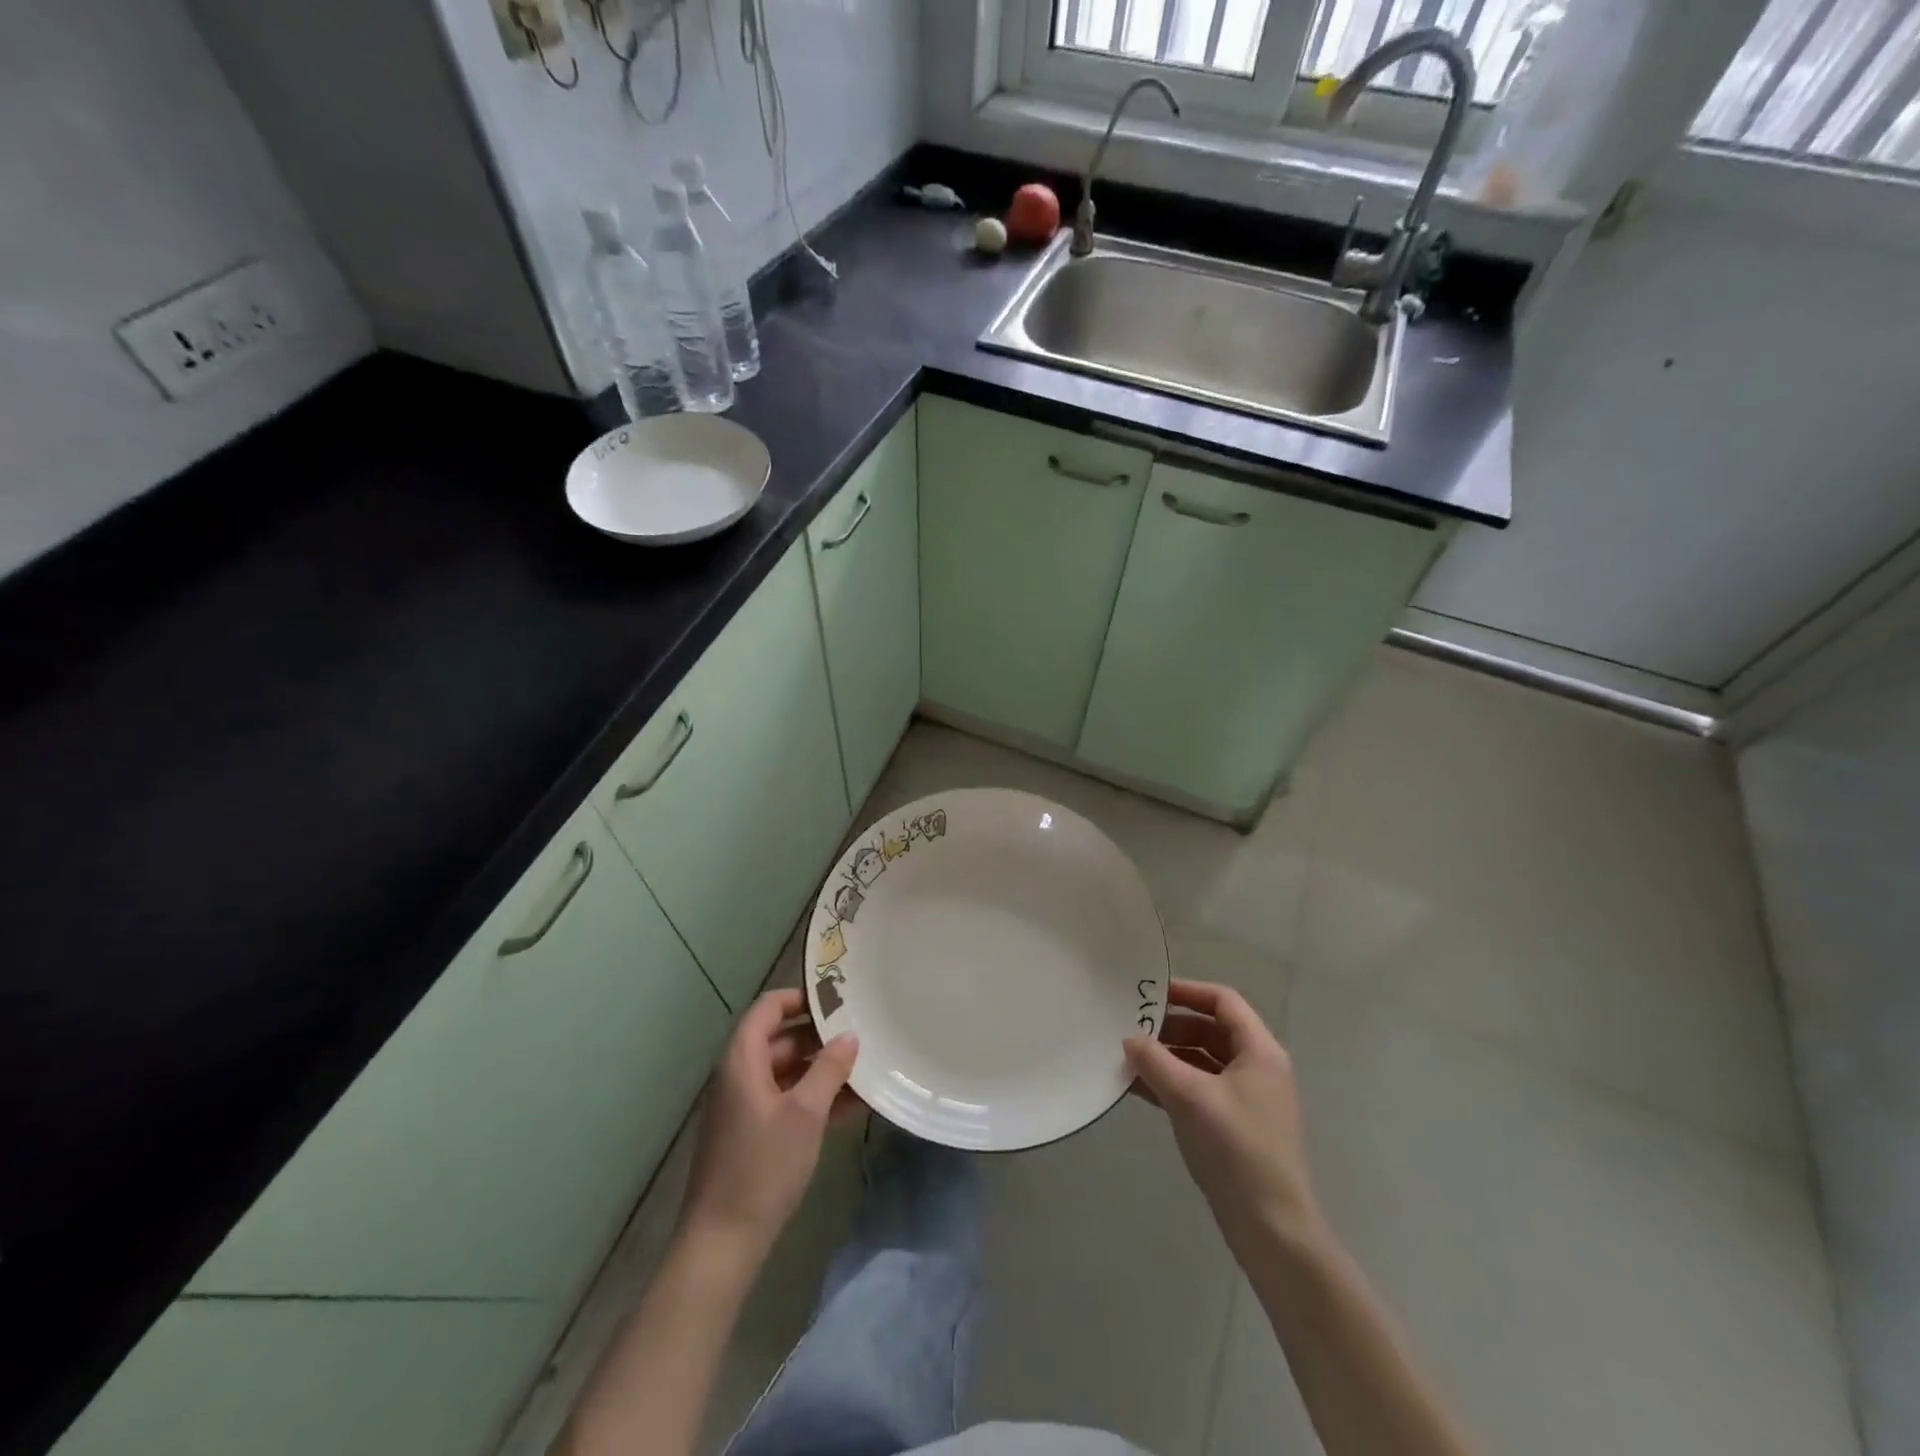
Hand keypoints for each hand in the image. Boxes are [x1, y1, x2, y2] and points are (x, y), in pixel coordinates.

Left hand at [679, 989, 860, 1262]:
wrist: (723, 1242)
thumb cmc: (762, 1167)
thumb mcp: (804, 1114)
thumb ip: (829, 1070)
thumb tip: (849, 1036)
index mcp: (742, 1060)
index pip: (769, 1008)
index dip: (801, 998)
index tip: (838, 999)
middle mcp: (739, 1075)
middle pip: (781, 1039)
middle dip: (820, 1037)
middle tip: (861, 1033)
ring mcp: (745, 1106)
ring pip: (787, 1072)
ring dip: (821, 1070)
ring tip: (864, 1069)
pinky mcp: (752, 1134)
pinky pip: (786, 1101)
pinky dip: (814, 1098)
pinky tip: (852, 1106)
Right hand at [1125, 980, 1325, 1263]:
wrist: (1271, 1228)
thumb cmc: (1236, 1149)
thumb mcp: (1190, 1097)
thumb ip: (1155, 1061)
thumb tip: (1130, 1039)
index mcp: (1259, 1051)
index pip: (1223, 1001)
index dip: (1187, 991)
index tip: (1149, 993)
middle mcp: (1256, 1068)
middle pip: (1210, 1029)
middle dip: (1171, 1026)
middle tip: (1131, 1028)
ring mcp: (1246, 1098)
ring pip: (1202, 1060)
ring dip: (1167, 1056)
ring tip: (1128, 1058)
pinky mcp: (1233, 1125)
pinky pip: (1199, 1089)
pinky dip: (1171, 1083)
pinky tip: (1138, 1088)